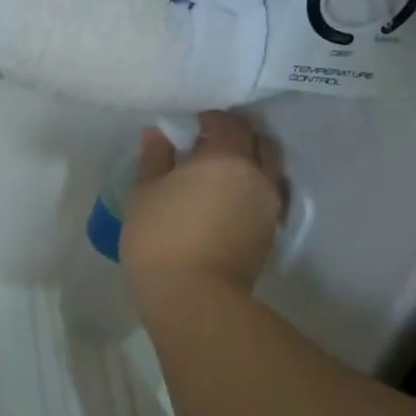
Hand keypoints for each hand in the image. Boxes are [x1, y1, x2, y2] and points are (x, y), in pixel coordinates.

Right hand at [121, 110, 285, 290]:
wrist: (193, 296)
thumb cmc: (160, 237)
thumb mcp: (144, 193)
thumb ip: (154, 159)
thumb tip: (158, 134)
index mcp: (225, 156)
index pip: (226, 123)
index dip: (209, 119)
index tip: (191, 127)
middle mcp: (256, 174)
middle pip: (257, 141)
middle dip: (237, 136)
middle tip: (210, 145)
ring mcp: (269, 205)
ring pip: (269, 168)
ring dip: (252, 162)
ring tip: (224, 172)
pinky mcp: (270, 231)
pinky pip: (268, 196)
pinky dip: (254, 188)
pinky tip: (232, 199)